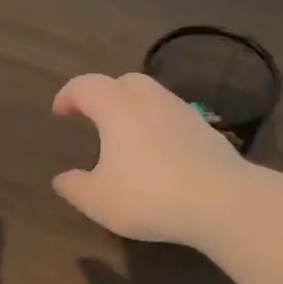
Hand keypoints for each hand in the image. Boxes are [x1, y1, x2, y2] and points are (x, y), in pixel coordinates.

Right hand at [51, 72, 248, 247]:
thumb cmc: (149, 196)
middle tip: (94, 117)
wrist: (222, 202)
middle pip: (124, 81)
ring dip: (134, 109)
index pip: (86, 86)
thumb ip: (74, 187)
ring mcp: (182, 112)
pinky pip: (173, 117)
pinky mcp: (206, 130)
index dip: (68, 95)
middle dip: (105, 94)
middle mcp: (149, 100)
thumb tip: (62, 179)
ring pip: (152, 97)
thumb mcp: (98, 200)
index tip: (59, 112)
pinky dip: (158, 126)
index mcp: (116, 108)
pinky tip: (158, 153)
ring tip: (126, 137)